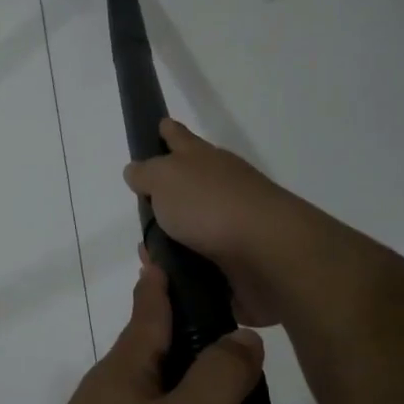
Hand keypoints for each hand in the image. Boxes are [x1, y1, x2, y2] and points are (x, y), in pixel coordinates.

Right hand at [123, 119, 313, 326]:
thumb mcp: (165, 178)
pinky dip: (184, 268)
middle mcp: (221, 186)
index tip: (161, 125)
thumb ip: (146, 173)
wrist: (267, 253)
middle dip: (167, 193)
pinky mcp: (239, 260)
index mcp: (203, 160)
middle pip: (190, 184)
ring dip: (172, 239)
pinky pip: (202, 263)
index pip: (180, 138)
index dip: (169, 132)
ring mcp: (233, 224)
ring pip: (194, 227)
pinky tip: (167, 279)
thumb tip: (136, 171)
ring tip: (148, 255)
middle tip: (143, 207)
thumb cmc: (210, 205)